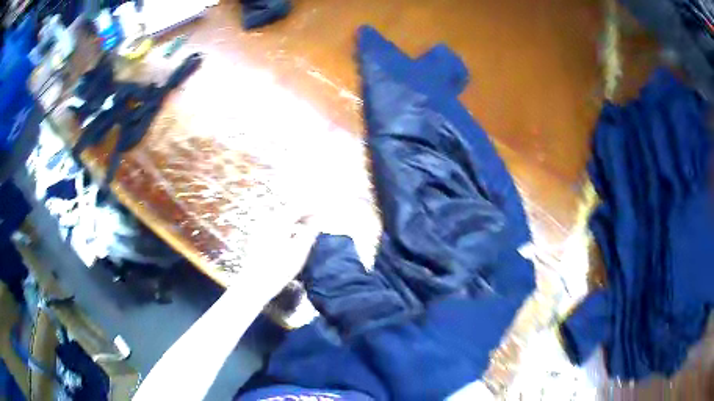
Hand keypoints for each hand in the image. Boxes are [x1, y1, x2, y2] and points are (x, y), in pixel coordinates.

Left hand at [228, 214, 318, 302]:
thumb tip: (318, 220)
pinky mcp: (256, 236)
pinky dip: (285, 225)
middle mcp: (267, 220)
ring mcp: (259, 227)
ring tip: (305, 228)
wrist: (254, 283)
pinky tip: (290, 235)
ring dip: (294, 218)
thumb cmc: (279, 269)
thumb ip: (310, 232)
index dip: (312, 209)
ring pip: (280, 216)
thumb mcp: (300, 251)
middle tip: (316, 221)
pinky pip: (273, 223)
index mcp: (279, 221)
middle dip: (303, 212)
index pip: (298, 207)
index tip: (323, 214)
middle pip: (288, 209)